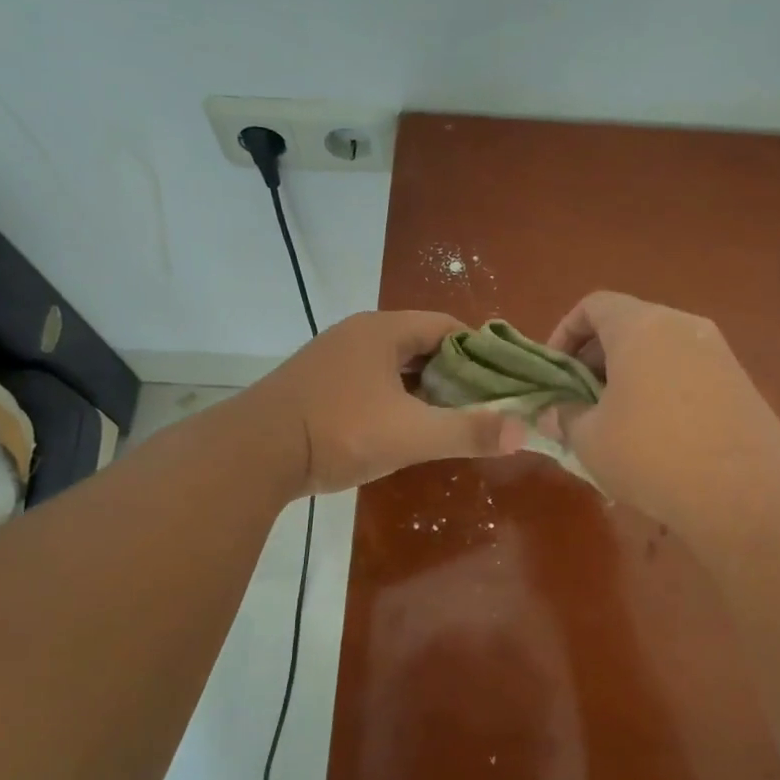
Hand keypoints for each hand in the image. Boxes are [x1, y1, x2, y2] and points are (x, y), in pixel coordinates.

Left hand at [252, 311, 526, 494]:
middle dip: (453, 373)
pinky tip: (401, 427)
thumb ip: (468, 431)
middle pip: (420, 345)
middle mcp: (357, 335)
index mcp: (383, 331)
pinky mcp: (316, 384)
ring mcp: (332, 358)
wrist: (255, 453)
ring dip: (422, 388)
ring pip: (393, 366)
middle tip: (479, 405)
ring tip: (447, 418)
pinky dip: (393, 398)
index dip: (479, 351)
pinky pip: (369, 382)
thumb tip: (524, 431)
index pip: (446, 327)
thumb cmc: (339, 432)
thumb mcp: (411, 434)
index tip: (500, 381)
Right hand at [540, 292, 779, 531]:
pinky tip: (655, 435)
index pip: (595, 305)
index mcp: (641, 326)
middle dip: (596, 358)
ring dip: (629, 376)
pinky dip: (661, 389)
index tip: (555, 371)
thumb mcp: (589, 439)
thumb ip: (565, 416)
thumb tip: (555, 412)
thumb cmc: (652, 454)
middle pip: (629, 325)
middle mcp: (682, 326)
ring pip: (659, 350)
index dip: (566, 332)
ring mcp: (717, 352)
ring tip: (614, 420)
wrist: (746, 493)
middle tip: (579, 399)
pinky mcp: (740, 382)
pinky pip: (686, 372)